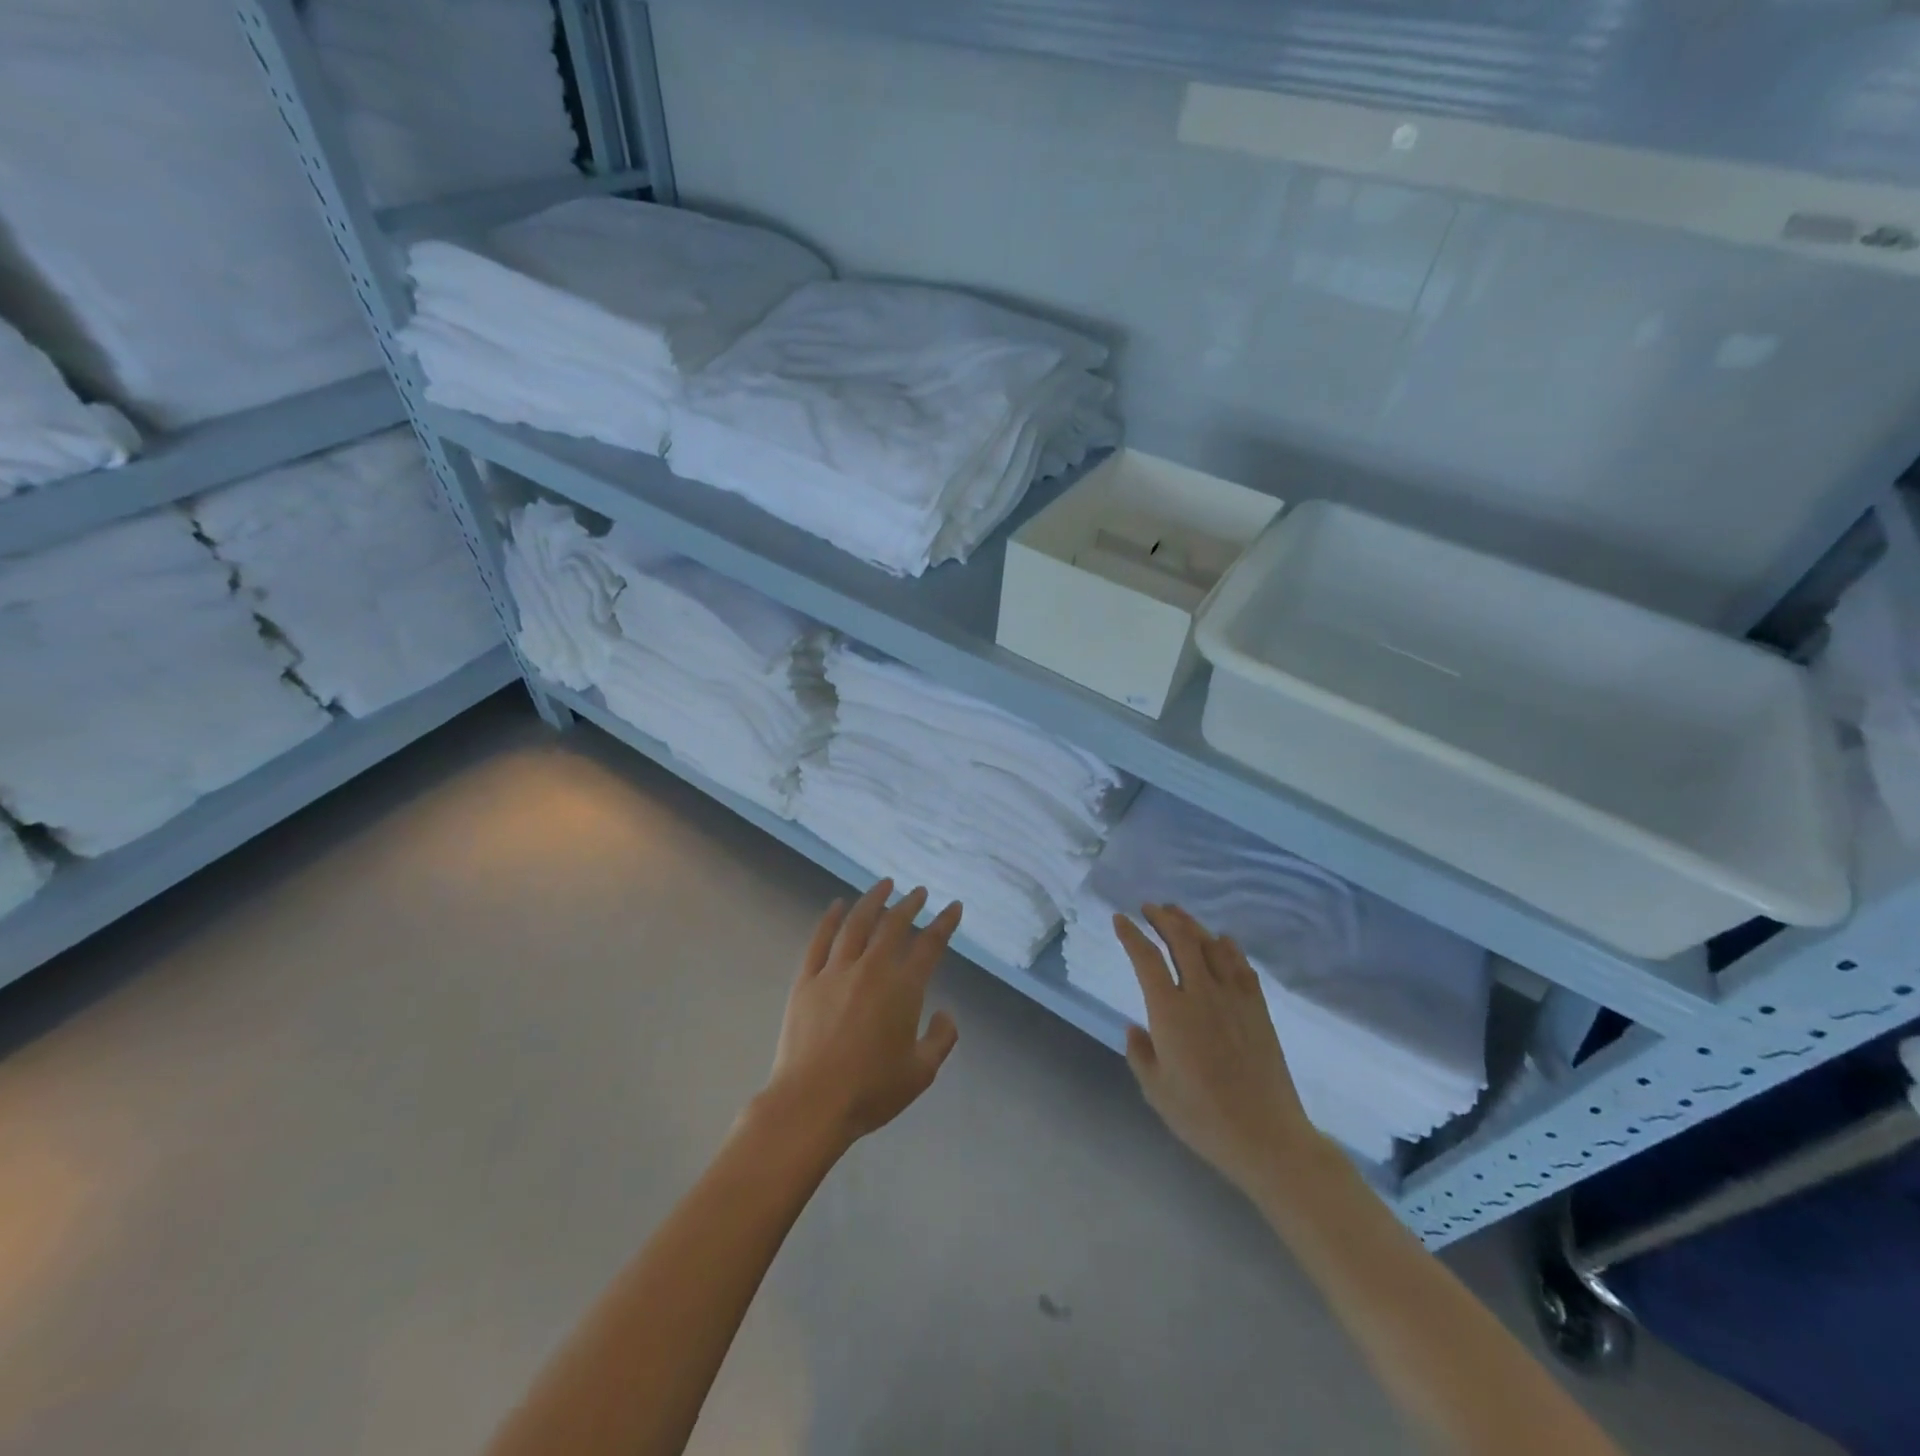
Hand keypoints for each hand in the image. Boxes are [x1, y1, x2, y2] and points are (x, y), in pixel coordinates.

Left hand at [761, 879, 961, 1155]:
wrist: (812, 1103)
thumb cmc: (871, 1091)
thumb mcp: (921, 1072)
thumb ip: (940, 1039)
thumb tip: (946, 1013)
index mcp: (903, 988)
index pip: (929, 945)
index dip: (944, 923)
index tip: (953, 907)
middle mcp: (871, 969)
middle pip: (893, 925)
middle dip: (910, 904)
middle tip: (919, 893)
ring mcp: (835, 972)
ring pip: (856, 924)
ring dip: (873, 900)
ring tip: (884, 885)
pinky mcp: (806, 981)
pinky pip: (820, 940)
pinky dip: (830, 918)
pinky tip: (837, 905)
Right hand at [1115, 904, 1318, 1194]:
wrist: (1265, 1135)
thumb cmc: (1202, 1117)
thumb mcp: (1155, 1090)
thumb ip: (1140, 1053)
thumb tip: (1136, 1027)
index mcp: (1169, 1011)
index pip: (1145, 958)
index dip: (1130, 934)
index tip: (1120, 919)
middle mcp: (1201, 993)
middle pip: (1181, 939)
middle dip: (1162, 918)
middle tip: (1149, 908)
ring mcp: (1233, 997)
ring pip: (1211, 945)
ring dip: (1192, 924)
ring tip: (1178, 914)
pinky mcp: (1258, 1008)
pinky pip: (1241, 965)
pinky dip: (1228, 946)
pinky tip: (1222, 941)